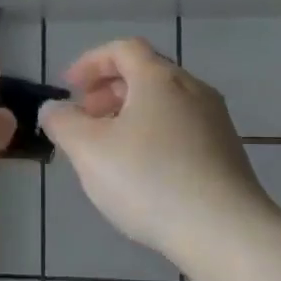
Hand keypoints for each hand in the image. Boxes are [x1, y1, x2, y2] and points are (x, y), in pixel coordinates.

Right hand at [39, 39, 270, 269]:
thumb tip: (53, 108)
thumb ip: (63, 123)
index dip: (91, 62)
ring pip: (165, 103)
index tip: (69, 87)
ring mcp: (215, 121)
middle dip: (109, 90)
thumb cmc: (149, 181)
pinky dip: (154, 134)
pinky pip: (182, 128)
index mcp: (160, 79)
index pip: (123, 49)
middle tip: (85, 118)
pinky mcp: (227, 152)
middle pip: (146, 74)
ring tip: (109, 148)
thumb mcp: (89, 151)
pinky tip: (143, 172)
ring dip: (131, 114)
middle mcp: (193, 90)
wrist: (224, 231)